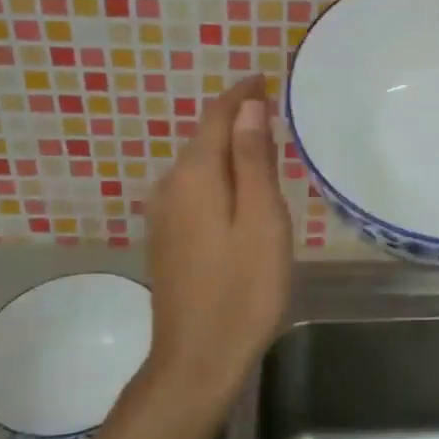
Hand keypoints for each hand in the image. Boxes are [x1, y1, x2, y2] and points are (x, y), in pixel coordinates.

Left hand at [143, 75, 293, 406]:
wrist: (197, 359)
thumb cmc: (243, 289)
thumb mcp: (261, 220)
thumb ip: (253, 160)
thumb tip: (248, 107)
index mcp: (195, 175)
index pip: (216, 115)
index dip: (240, 94)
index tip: (265, 78)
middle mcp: (170, 186)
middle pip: (205, 138)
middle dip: (237, 120)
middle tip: (275, 114)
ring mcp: (163, 215)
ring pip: (199, 165)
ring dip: (229, 150)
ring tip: (265, 148)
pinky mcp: (166, 239)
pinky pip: (194, 189)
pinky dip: (219, 177)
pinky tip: (240, 192)